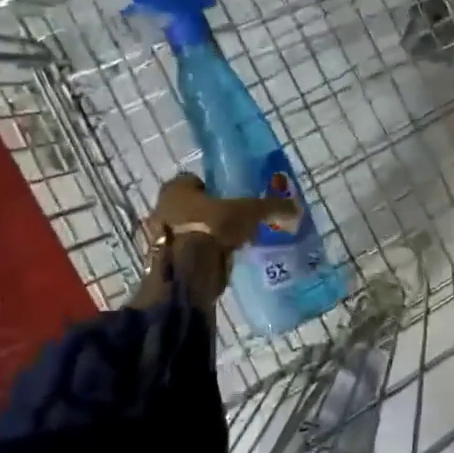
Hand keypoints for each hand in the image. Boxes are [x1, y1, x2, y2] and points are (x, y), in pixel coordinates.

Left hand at [132, 173, 297, 307]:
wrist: (187, 271)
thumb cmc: (212, 227)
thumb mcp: (248, 212)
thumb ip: (270, 207)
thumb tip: (296, 206)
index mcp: (176, 188)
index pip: (196, 181)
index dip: (214, 190)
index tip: (232, 201)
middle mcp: (161, 207)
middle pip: (189, 207)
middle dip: (208, 214)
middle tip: (232, 224)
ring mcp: (157, 237)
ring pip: (185, 231)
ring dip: (202, 237)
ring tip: (227, 246)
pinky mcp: (161, 262)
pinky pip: (184, 254)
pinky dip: (196, 257)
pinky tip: (215, 263)